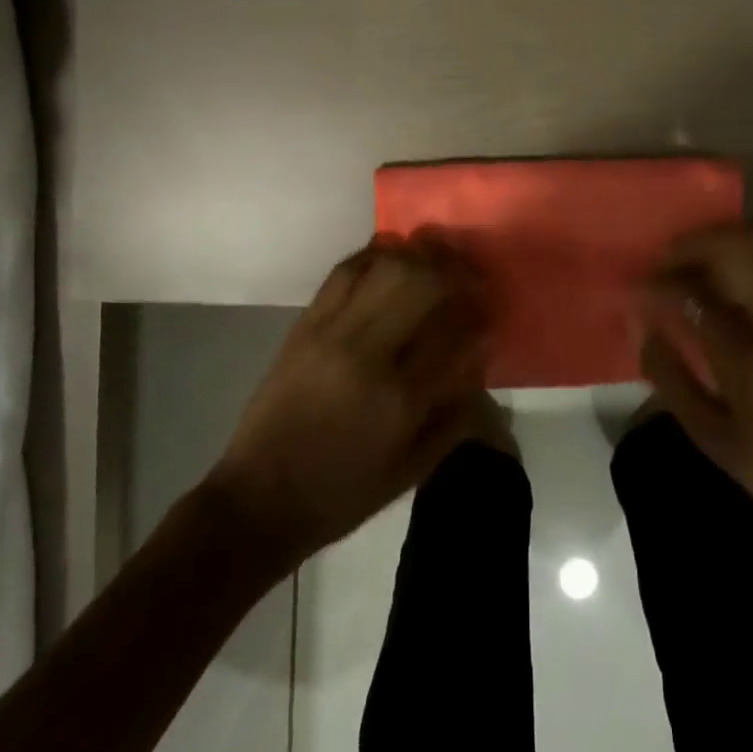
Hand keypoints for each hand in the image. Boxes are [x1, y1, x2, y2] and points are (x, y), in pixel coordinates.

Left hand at [209, 235, 491, 563]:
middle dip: (458, 271)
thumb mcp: (413, 470)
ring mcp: (333, 330)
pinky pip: (346, 269)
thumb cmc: (343, 493)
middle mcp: (369, 353)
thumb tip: (477, 360)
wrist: (260, 497)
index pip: (458, 333)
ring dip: (422, 254)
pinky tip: (395, 258)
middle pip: (424, 281)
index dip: (482, 315)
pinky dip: (377, 254)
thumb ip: (454, 414)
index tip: (492, 312)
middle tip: (473, 277)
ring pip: (387, 265)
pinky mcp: (306, 322)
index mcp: (401, 399)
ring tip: (439, 260)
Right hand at [641, 225, 752, 569]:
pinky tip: (739, 266)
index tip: (639, 289)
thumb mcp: (710, 437)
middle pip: (737, 249)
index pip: (695, 296)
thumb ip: (669, 376)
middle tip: (666, 261)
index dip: (660, 284)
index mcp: (752, 361)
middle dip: (692, 246)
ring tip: (698, 258)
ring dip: (725, 240)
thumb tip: (643, 325)